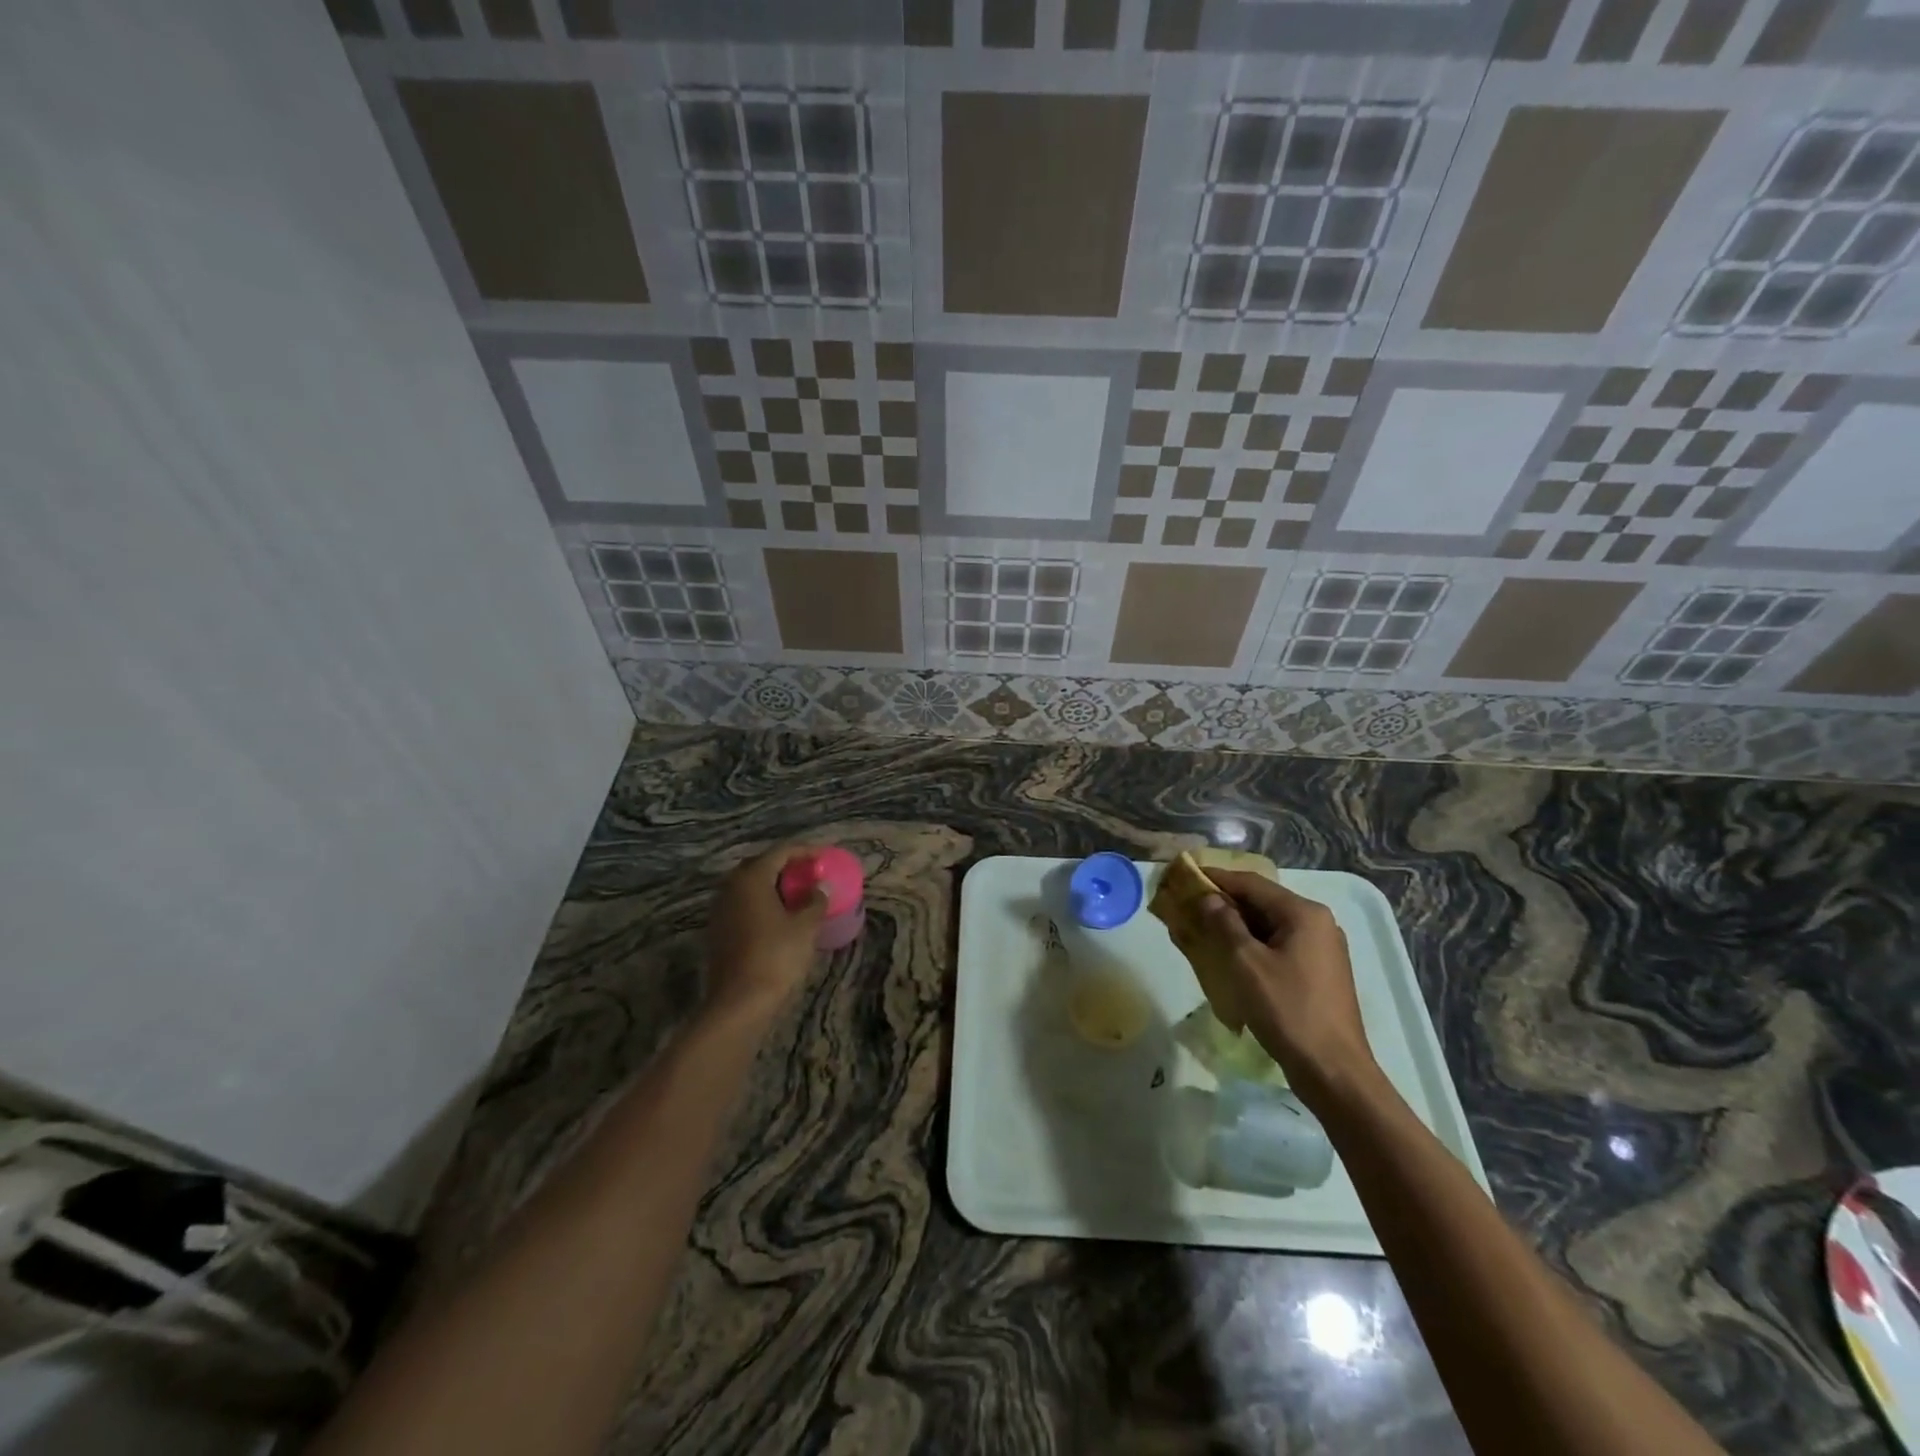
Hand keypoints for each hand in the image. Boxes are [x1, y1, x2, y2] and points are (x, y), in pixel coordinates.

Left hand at [704, 845, 828, 1016]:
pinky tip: (778, 917)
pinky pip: (742, 904)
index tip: (824, 856)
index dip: (805, 851)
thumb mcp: (805, 927)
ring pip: (749, 886)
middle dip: (786, 866)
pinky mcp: (718, 930)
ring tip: (797, 895)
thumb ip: (816, 901)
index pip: (780, 851)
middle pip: (761, 865)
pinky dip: (761, 903)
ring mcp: (720, 909)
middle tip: (809, 874)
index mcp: (752, 878)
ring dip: (772, 885)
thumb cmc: (776, 956)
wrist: (739, 1001)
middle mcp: (731, 887)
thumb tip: (821, 887)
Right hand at [1199, 870, 1378, 1101]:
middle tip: (1191, 907)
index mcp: (1304, 914)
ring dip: (1238, 927)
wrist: (1333, 1070)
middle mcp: (1318, 924)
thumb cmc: (1287, 1009)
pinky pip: (1280, 947)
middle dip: (1226, 904)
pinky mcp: (1320, 974)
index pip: (1252, 884)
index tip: (1187, 877)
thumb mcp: (1246, 962)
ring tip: (1204, 932)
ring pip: (1271, 927)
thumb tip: (1209, 898)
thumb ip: (1224, 923)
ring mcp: (1322, 950)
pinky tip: (1232, 959)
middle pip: (1263, 903)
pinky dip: (1254, 946)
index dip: (1217, 879)